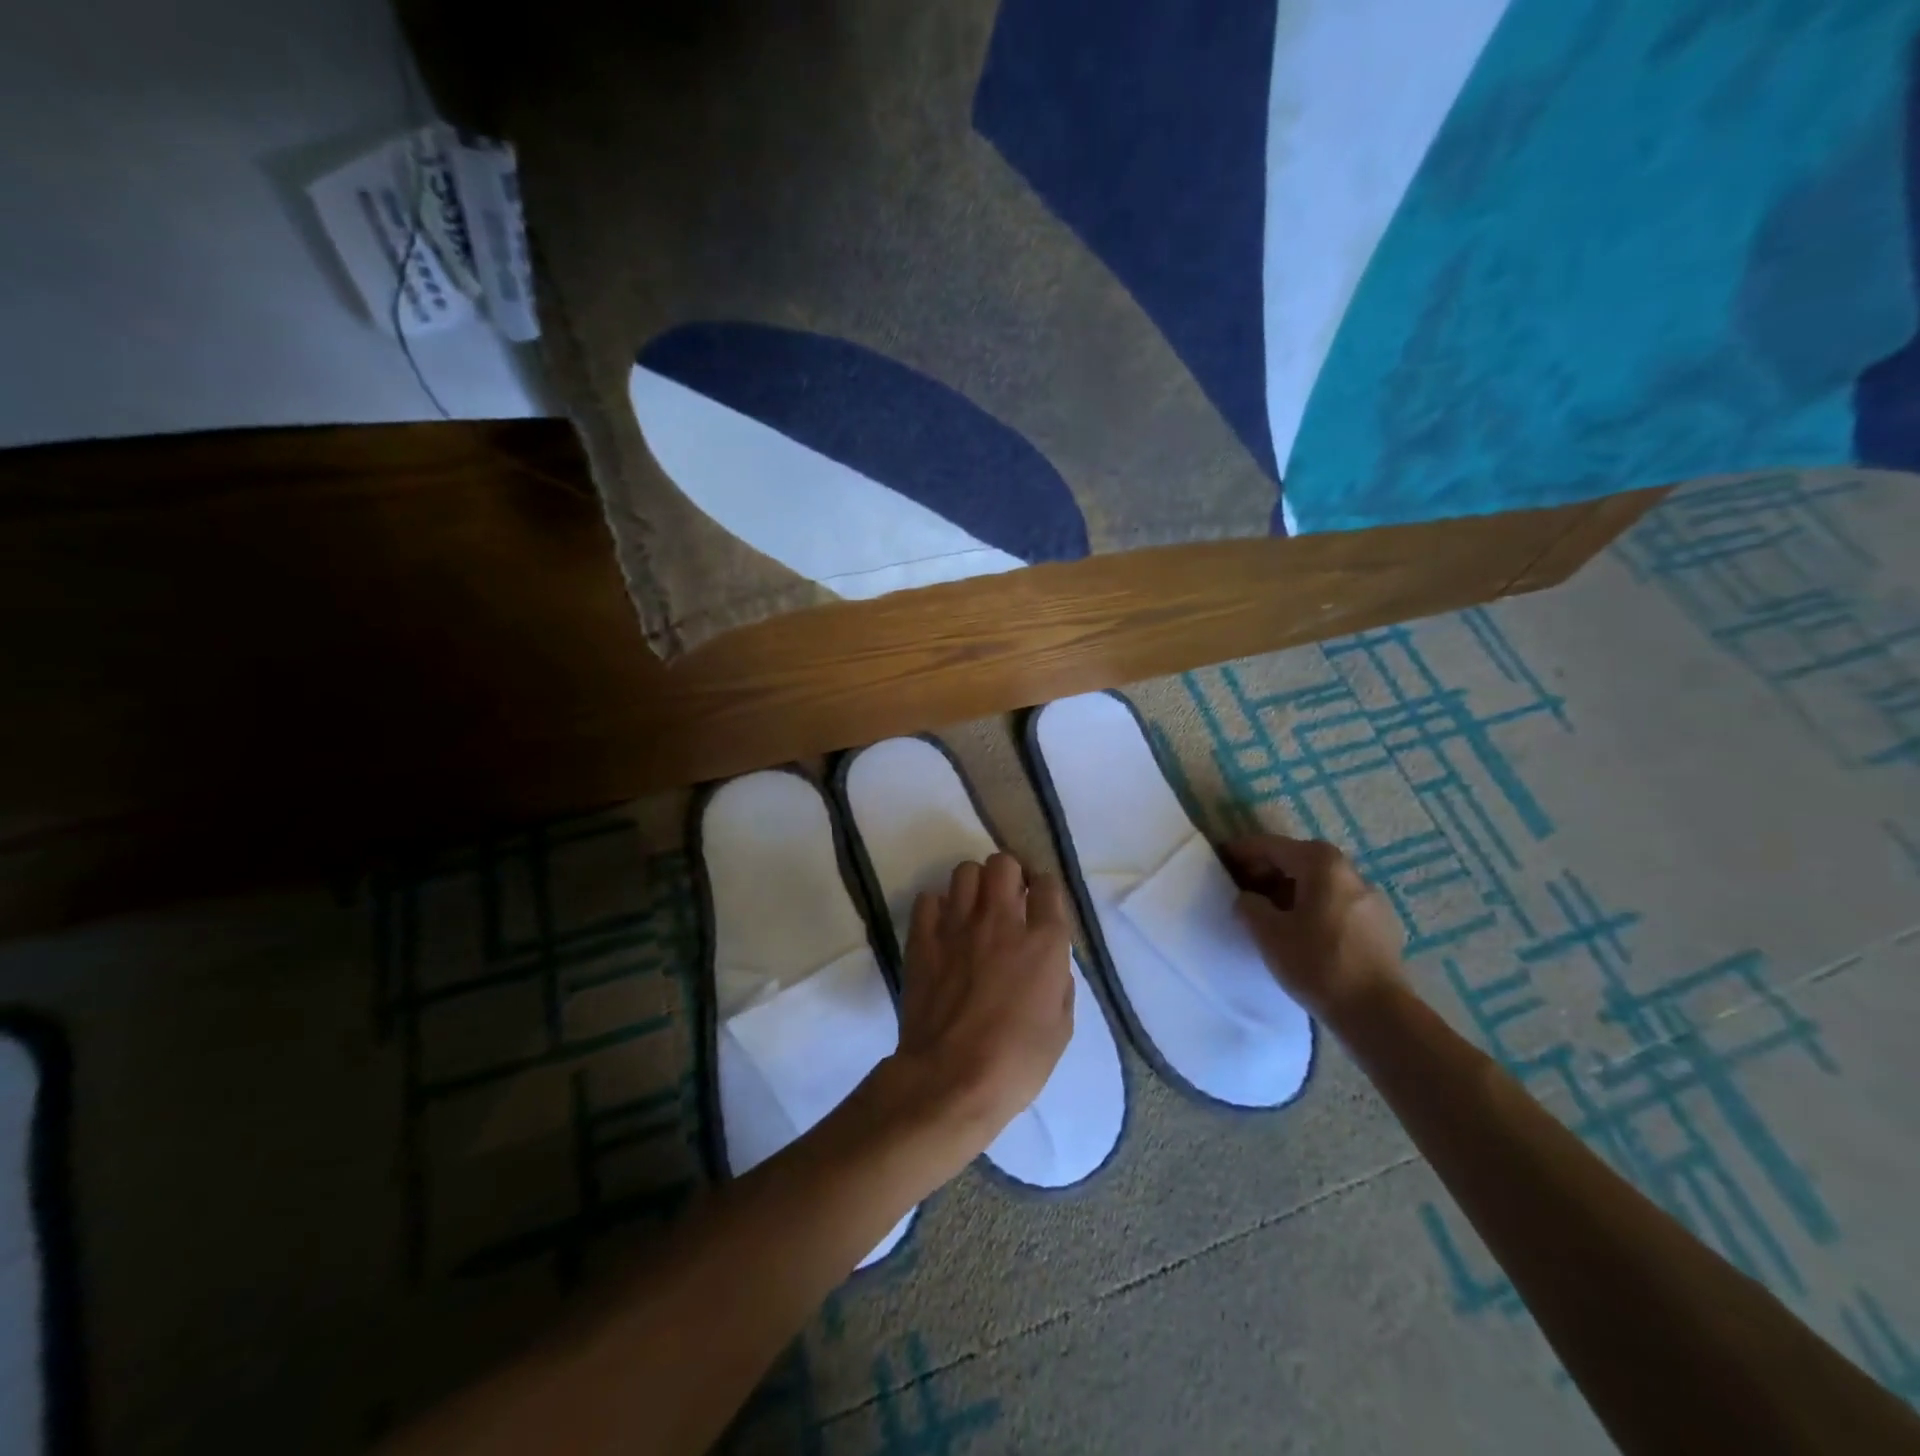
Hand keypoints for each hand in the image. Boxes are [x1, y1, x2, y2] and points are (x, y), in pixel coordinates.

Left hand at [877, 853, 1074, 1174]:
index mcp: (1043, 942)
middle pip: (1003, 864)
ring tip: (974, 910)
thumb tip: (1049, 963)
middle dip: (1009, 875)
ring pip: (965, 871)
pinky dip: (938, 908)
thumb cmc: (1016, 1062)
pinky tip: (943, 928)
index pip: (1048, 885)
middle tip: (1008, 900)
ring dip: (974, 885)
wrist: (951, 1079)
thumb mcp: (1060, 1028)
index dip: (1044, 889)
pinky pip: (929, 900)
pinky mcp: (923, 939)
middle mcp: (1002, 921)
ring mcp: (958, 926)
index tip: (1040, 903)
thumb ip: (1058, 982)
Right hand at [1221, 835, 1405, 1018]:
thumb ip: (1249, 905)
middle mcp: (1350, 871)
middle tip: (1240, 889)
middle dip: (1266, 871)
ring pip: (1319, 883)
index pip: (1271, 846)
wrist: (1377, 1013)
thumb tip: (1249, 899)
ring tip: (1268, 913)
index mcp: (1321, 863)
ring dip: (1290, 890)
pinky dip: (1313, 907)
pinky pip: (1336, 903)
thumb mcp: (1267, 932)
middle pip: (1298, 860)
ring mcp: (1370, 897)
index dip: (1242, 851)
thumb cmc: (1316, 963)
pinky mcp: (1380, 924)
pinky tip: (1301, 932)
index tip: (1220, 859)